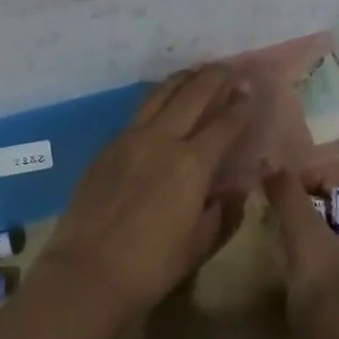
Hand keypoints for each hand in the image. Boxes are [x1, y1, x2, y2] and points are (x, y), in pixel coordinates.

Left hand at [38, 66, 253, 321]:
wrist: (87, 272)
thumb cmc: (151, 266)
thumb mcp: (199, 245)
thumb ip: (223, 212)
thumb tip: (234, 190)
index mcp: (192, 164)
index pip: (224, 123)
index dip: (241, 104)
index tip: (251, 87)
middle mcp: (161, 140)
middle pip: (192, 95)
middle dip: (214, 77)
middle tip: (228, 67)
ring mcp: (128, 139)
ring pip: (159, 95)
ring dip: (181, 80)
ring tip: (195, 72)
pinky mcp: (105, 148)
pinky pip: (137, 113)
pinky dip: (156, 100)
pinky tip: (160, 104)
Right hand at [262, 170, 338, 338]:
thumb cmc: (330, 303)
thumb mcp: (306, 244)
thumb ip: (289, 199)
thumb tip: (271, 164)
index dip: (315, 182)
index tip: (281, 193)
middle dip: (310, 207)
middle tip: (277, 215)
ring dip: (310, 231)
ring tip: (282, 238)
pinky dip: (317, 254)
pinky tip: (294, 264)